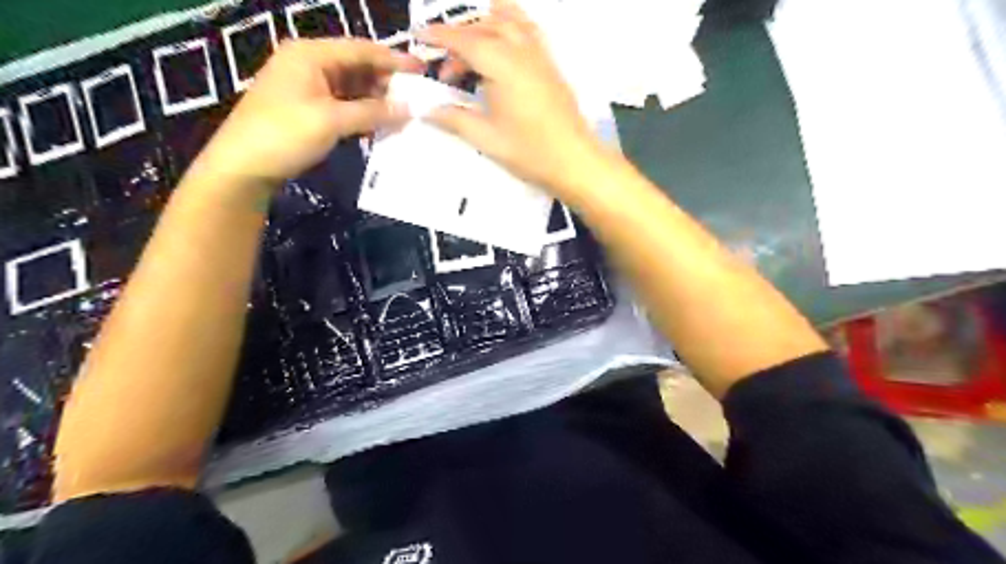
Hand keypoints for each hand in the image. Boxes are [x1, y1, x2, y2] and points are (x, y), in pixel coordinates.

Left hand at [195, 37, 421, 186]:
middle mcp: (309, 64)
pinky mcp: (308, 109)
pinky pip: (343, 104)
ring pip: (352, 87)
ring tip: (405, 113)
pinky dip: (362, 113)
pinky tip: (381, 125)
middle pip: (357, 67)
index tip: (423, 70)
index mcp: (310, 54)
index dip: (393, 60)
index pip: (360, 50)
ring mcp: (307, 87)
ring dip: (376, 100)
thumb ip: (372, 112)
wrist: (243, 166)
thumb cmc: (284, 135)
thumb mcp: (331, 121)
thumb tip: (409, 109)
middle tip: (417, 97)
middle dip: (386, 82)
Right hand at [420, 0, 604, 195]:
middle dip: (459, 37)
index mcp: (503, 66)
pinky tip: (503, 47)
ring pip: (509, 22)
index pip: (465, 40)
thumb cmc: (532, 153)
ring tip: (470, 48)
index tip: (419, 37)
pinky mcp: (552, 67)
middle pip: (485, 27)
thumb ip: (455, 119)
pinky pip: (529, 32)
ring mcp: (541, 57)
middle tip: (444, 64)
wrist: (575, 161)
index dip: (439, 37)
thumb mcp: (487, 139)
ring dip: (485, 26)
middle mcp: (522, 52)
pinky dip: (510, 28)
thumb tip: (429, 110)